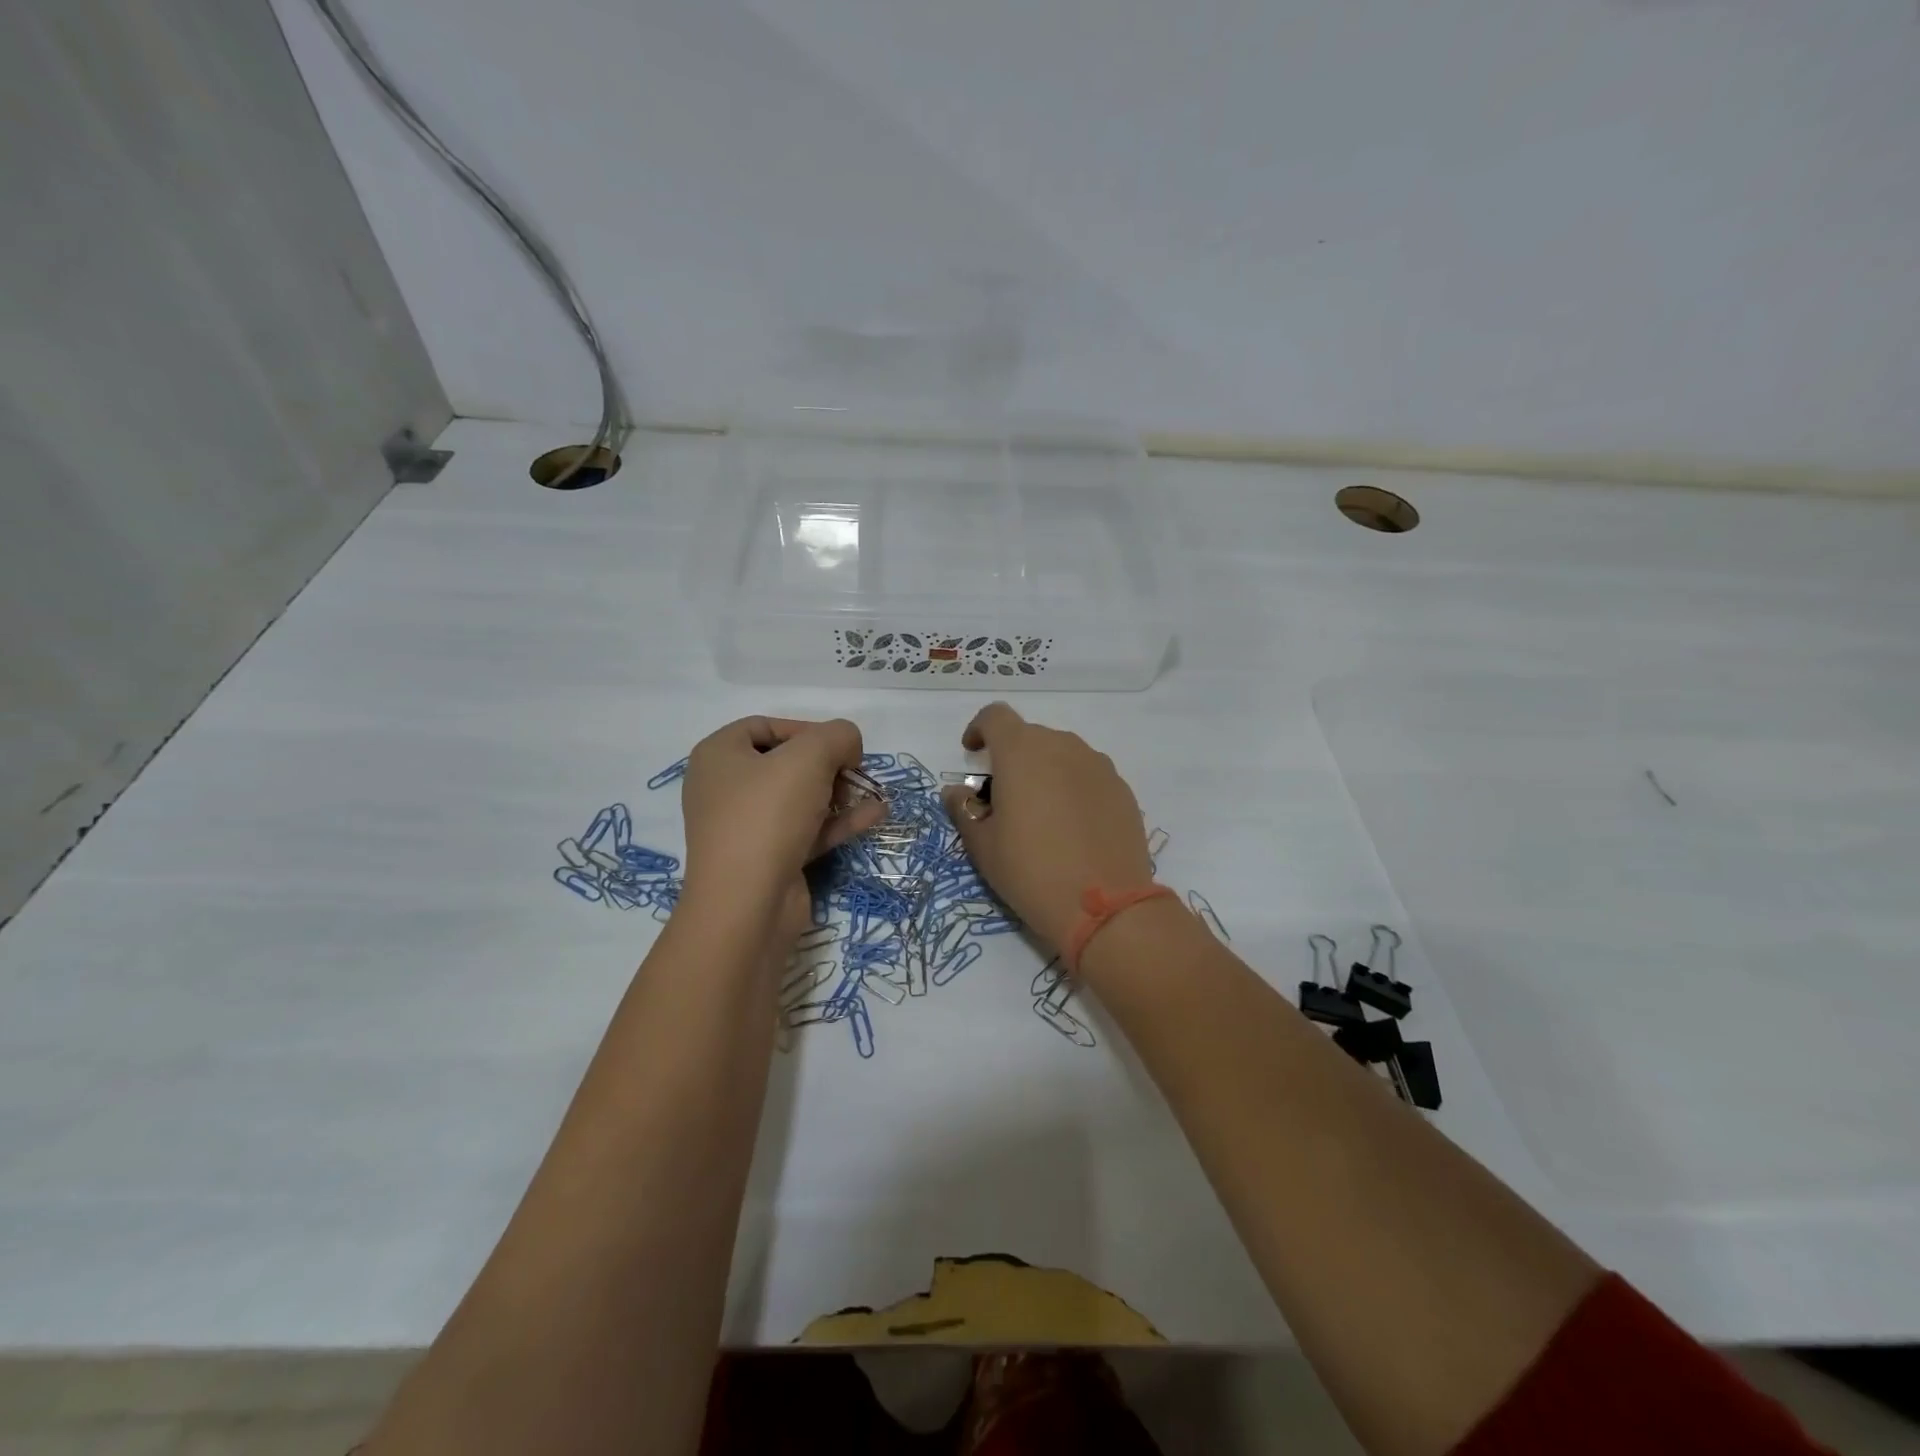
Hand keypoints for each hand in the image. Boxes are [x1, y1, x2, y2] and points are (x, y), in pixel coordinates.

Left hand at [679, 717, 885, 933]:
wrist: (747, 905)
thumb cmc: (768, 815)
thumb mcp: (810, 756)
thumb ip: (838, 736)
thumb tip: (848, 746)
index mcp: (718, 756)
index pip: (765, 726)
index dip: (807, 729)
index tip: (840, 746)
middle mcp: (726, 789)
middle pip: (787, 763)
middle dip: (828, 765)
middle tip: (852, 774)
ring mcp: (747, 828)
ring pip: (800, 799)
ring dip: (839, 794)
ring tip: (871, 794)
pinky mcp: (769, 859)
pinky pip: (808, 830)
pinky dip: (839, 821)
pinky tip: (876, 815)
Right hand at [940, 703, 1153, 952]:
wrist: (1105, 906)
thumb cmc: (1031, 871)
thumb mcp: (982, 846)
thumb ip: (964, 809)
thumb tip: (957, 792)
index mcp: (1021, 751)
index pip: (995, 716)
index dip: (979, 729)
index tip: (973, 754)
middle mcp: (1063, 746)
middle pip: (1030, 737)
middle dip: (1012, 758)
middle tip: (1004, 799)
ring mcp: (1098, 765)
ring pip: (1062, 755)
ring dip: (1045, 772)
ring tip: (1041, 816)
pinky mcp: (1122, 789)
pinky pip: (1088, 776)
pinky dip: (1073, 789)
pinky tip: (1072, 828)